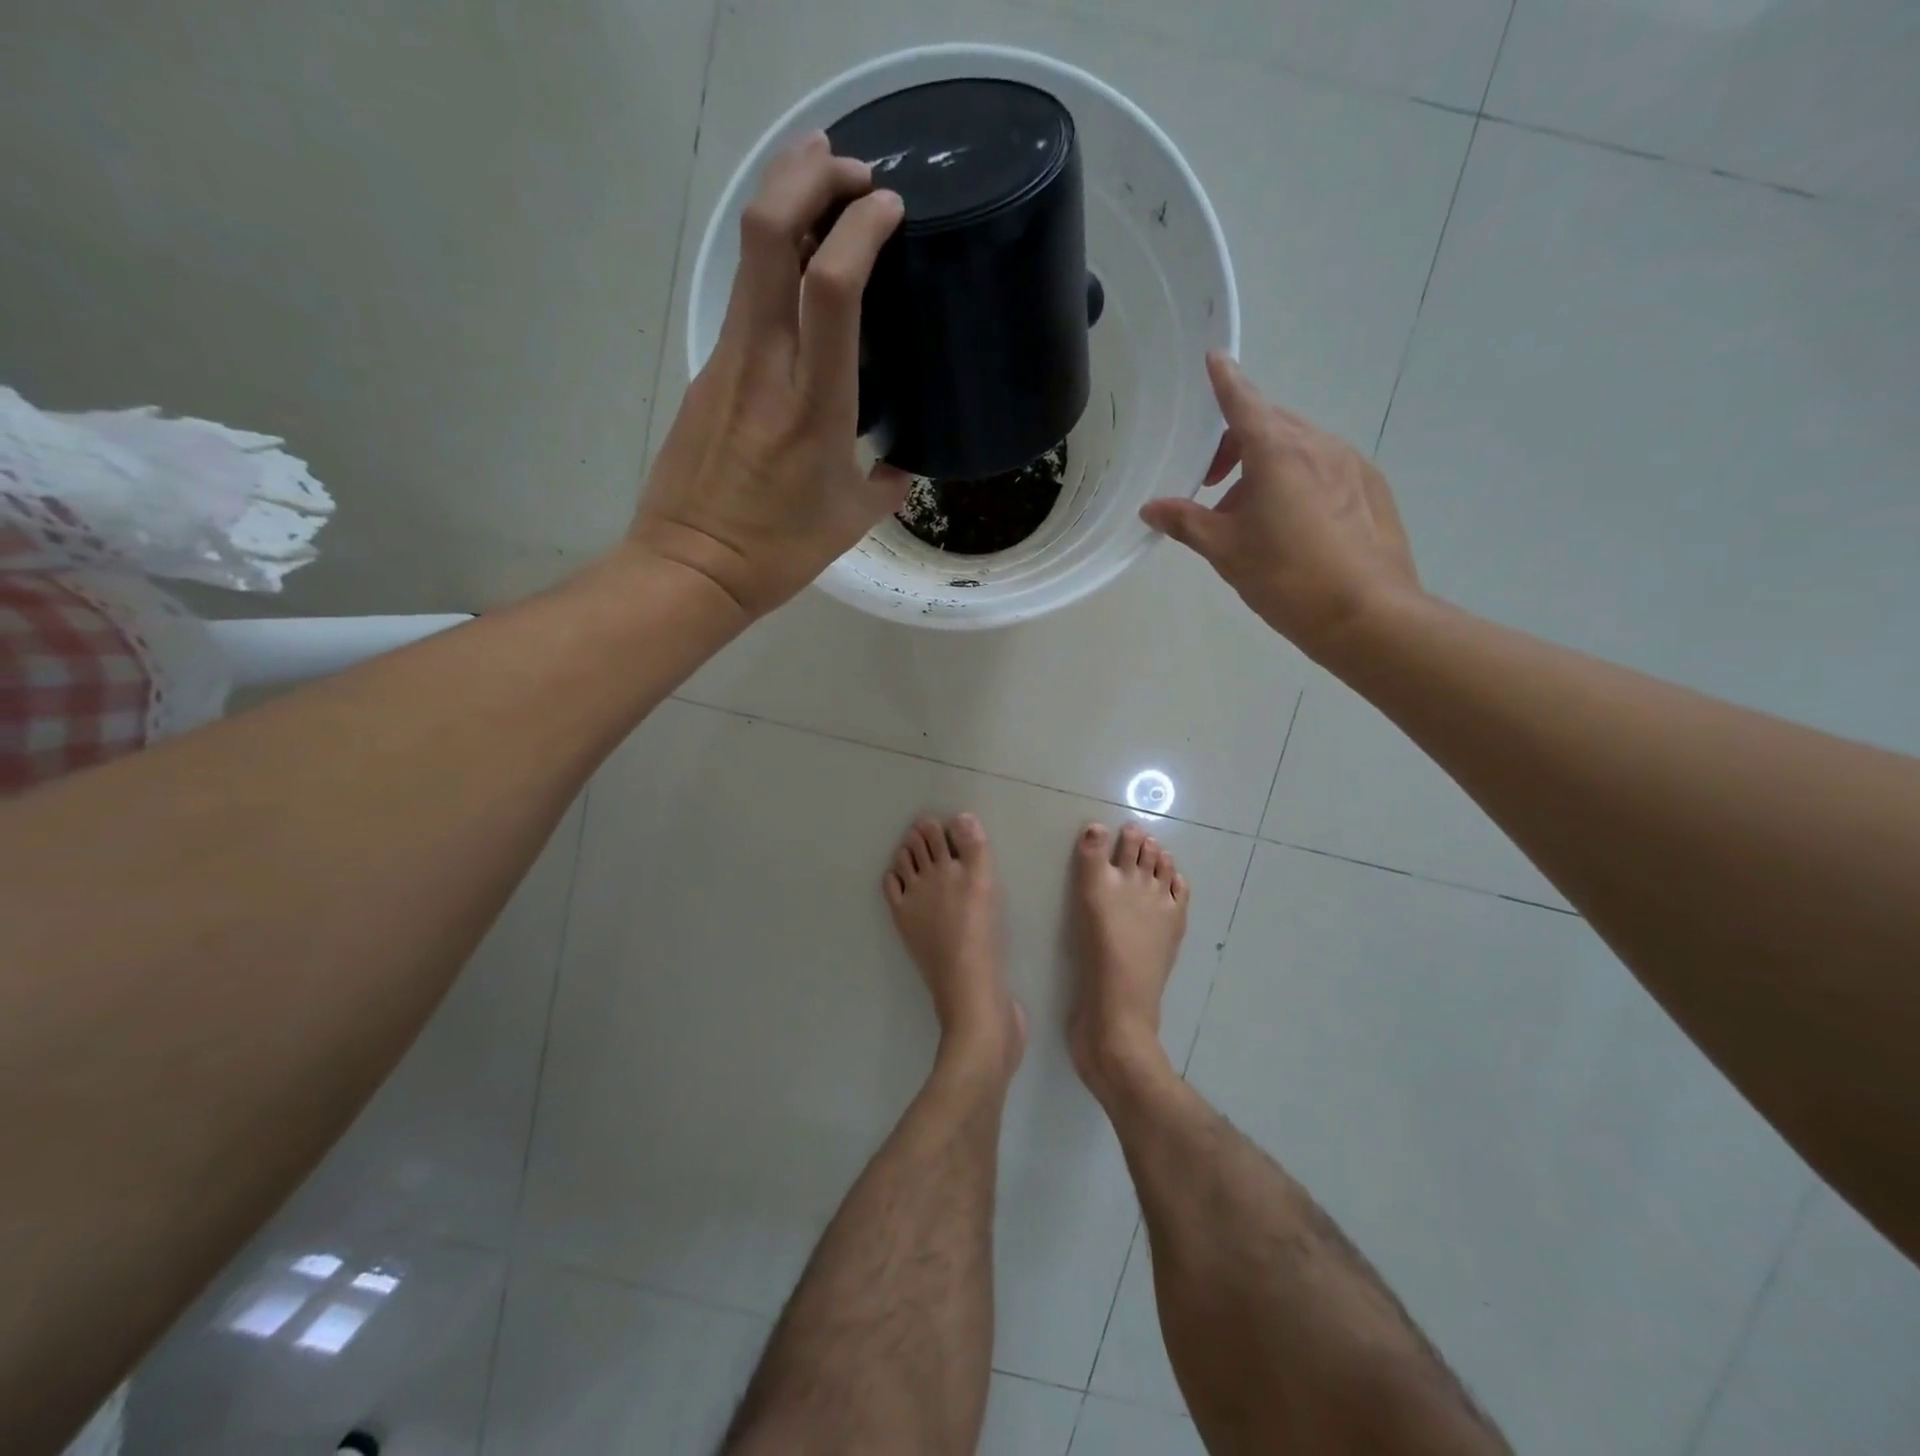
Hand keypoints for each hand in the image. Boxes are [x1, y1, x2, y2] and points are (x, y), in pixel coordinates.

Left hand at [631, 132, 908, 618]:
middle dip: (808, 176)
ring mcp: (728, 362)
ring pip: (750, 256)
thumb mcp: (851, 521)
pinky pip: (744, 299)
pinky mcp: (708, 372)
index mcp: (814, 405)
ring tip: (824, 187)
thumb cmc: (779, 550)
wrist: (692, 568)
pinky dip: (774, 263)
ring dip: (785, 203)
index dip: (860, 227)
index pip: (831, 286)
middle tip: (850, 168)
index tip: (890, 208)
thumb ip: (887, 484)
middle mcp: (765, 366)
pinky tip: (798, 274)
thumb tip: (900, 467)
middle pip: (769, 234)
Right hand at [1140, 353, 1423, 660]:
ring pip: (1299, 448)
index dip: (1225, 381)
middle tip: (1212, 485)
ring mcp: (1351, 465)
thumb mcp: (1225, 551)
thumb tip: (1152, 508)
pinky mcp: (1371, 489)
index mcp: (1277, 452)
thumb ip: (1186, 522)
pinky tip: (1293, 528)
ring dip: (1266, 467)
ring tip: (1251, 517)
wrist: (1367, 615)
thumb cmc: (1285, 578)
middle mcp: (1318, 445)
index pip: (1243, 403)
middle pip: (1270, 425)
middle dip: (1236, 444)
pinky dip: (1299, 481)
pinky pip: (1325, 469)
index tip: (1214, 359)